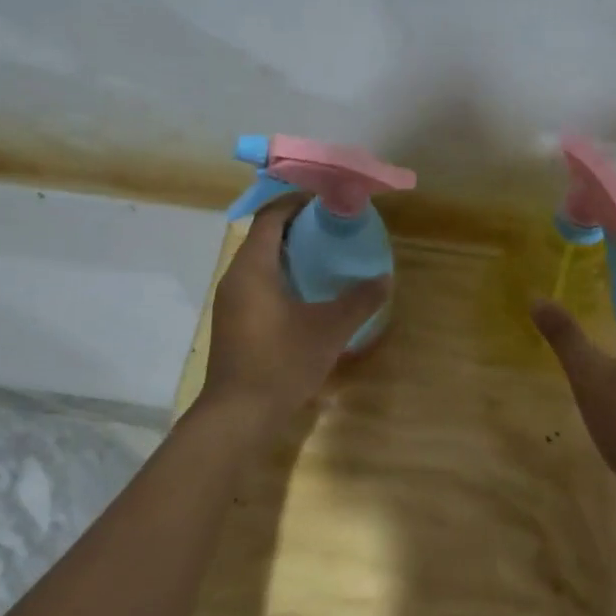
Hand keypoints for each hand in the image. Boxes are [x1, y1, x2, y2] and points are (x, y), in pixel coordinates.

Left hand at [201, 198, 389, 420]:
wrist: (239, 414)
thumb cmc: (282, 362)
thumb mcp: (330, 329)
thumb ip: (359, 301)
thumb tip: (384, 279)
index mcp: (252, 267)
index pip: (270, 217)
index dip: (297, 202)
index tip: (327, 200)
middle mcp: (235, 277)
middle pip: (263, 236)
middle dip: (297, 226)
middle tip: (333, 228)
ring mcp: (231, 302)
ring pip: (259, 262)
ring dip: (289, 253)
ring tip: (325, 257)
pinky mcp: (234, 323)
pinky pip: (257, 284)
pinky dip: (281, 276)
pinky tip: (307, 294)